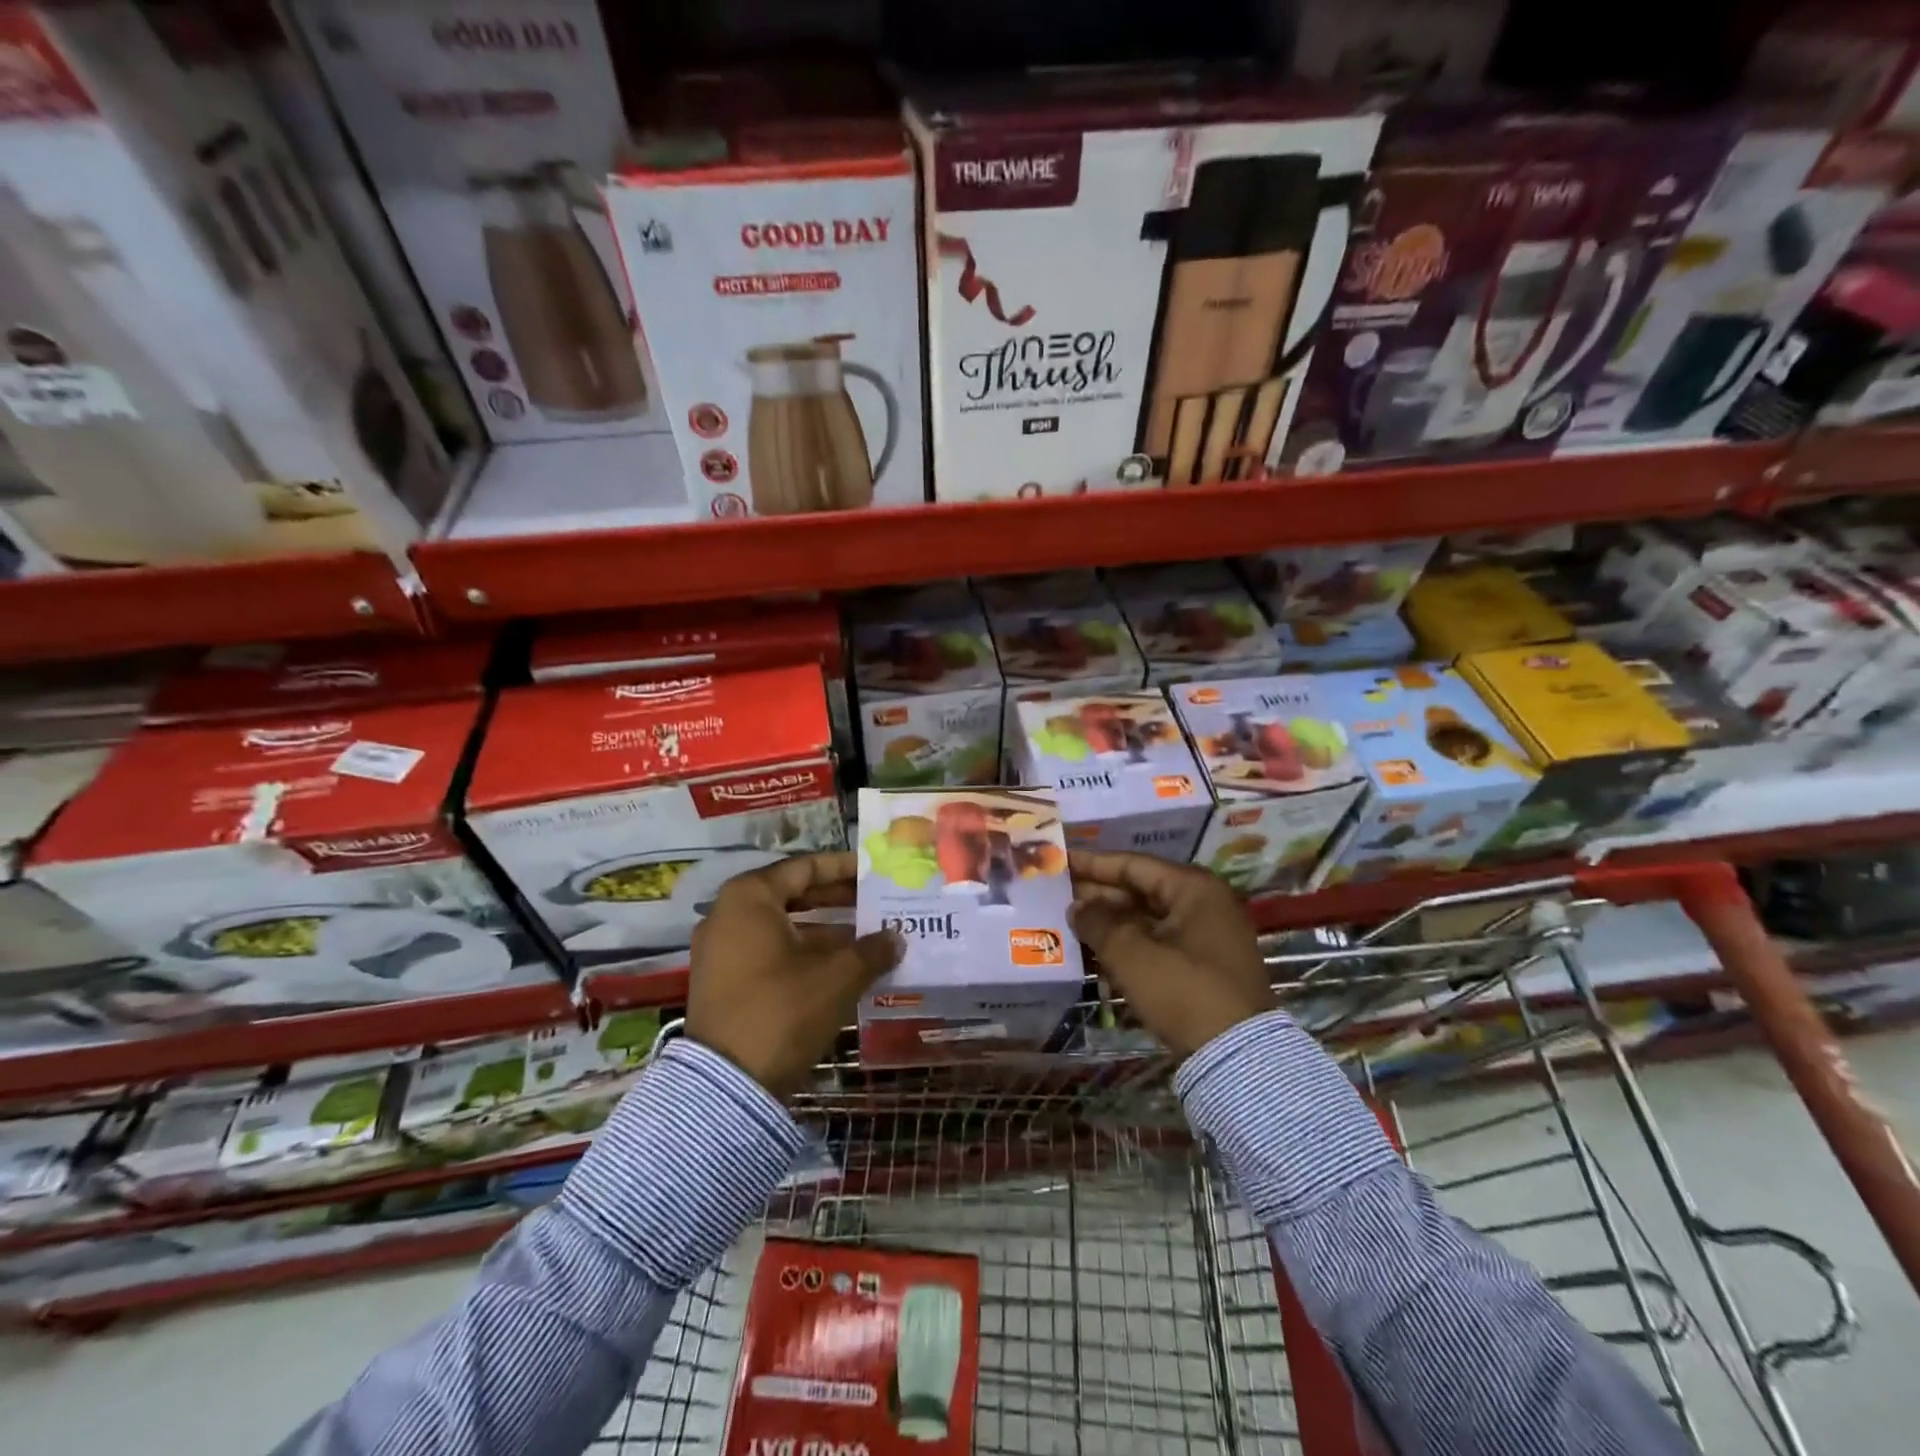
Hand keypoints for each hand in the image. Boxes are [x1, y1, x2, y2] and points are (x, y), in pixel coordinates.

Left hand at [686, 851, 901, 1098]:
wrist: (727, 1086)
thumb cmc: (783, 1010)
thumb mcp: (837, 977)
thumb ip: (871, 950)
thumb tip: (896, 938)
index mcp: (750, 898)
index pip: (804, 867)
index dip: (843, 867)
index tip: (874, 870)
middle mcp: (728, 914)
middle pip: (792, 894)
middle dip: (836, 899)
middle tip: (875, 901)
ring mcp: (721, 950)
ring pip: (783, 927)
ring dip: (825, 931)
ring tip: (868, 937)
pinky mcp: (723, 981)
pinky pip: (770, 952)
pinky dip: (803, 953)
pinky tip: (841, 968)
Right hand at [1068, 851, 1273, 1059]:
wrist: (1236, 1056)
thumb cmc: (1183, 991)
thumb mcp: (1132, 954)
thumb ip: (1098, 923)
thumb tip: (1076, 907)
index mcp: (1193, 888)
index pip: (1133, 865)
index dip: (1093, 864)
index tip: (1060, 862)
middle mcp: (1203, 903)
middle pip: (1140, 889)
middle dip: (1098, 894)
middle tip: (1057, 894)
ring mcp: (1206, 935)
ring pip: (1147, 918)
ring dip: (1110, 921)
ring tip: (1068, 921)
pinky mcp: (1203, 965)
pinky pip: (1157, 941)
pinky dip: (1128, 943)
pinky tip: (1095, 949)